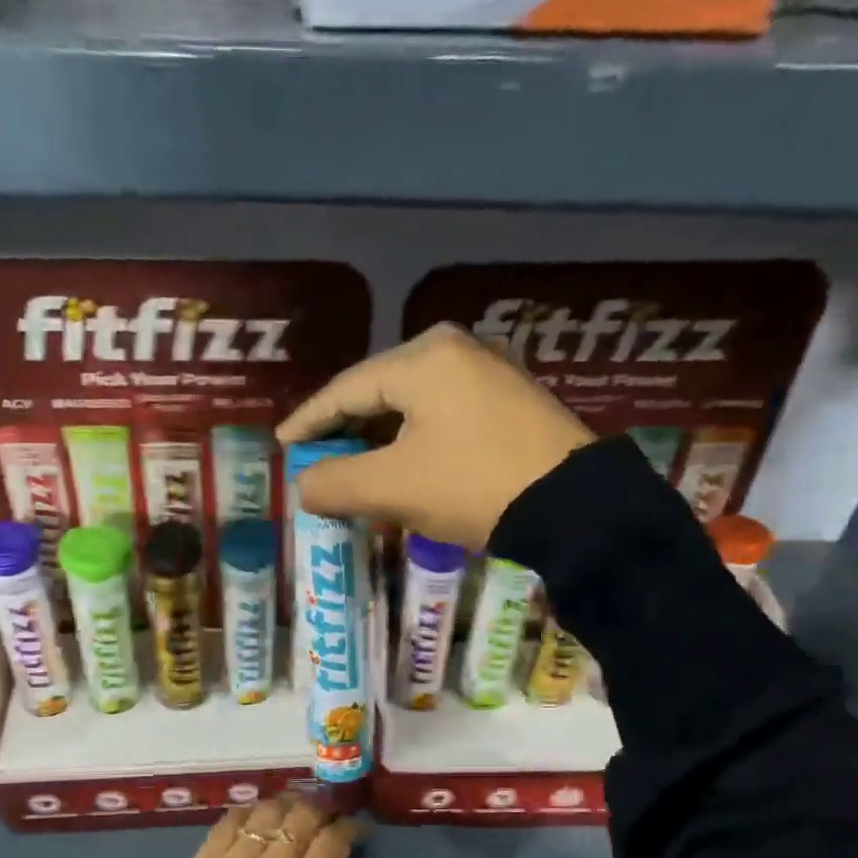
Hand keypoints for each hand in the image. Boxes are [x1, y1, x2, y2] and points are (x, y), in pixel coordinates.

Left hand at [166, 796, 375, 857]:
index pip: (333, 841)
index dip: (349, 827)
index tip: (356, 828)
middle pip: (302, 817)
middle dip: (321, 809)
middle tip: (326, 816)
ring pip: (268, 812)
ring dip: (286, 805)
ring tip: (293, 811)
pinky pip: (230, 820)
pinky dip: (248, 811)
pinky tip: (256, 816)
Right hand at [276, 323, 595, 548]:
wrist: (574, 507)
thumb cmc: (473, 486)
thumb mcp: (393, 488)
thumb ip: (335, 483)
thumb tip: (303, 485)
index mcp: (422, 359)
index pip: (345, 389)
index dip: (309, 420)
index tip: (284, 443)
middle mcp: (455, 350)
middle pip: (379, 392)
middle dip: (345, 430)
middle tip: (317, 459)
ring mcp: (489, 372)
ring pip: (412, 405)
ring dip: (380, 439)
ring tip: (355, 468)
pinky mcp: (510, 400)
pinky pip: (443, 415)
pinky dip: (414, 440)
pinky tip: (404, 465)